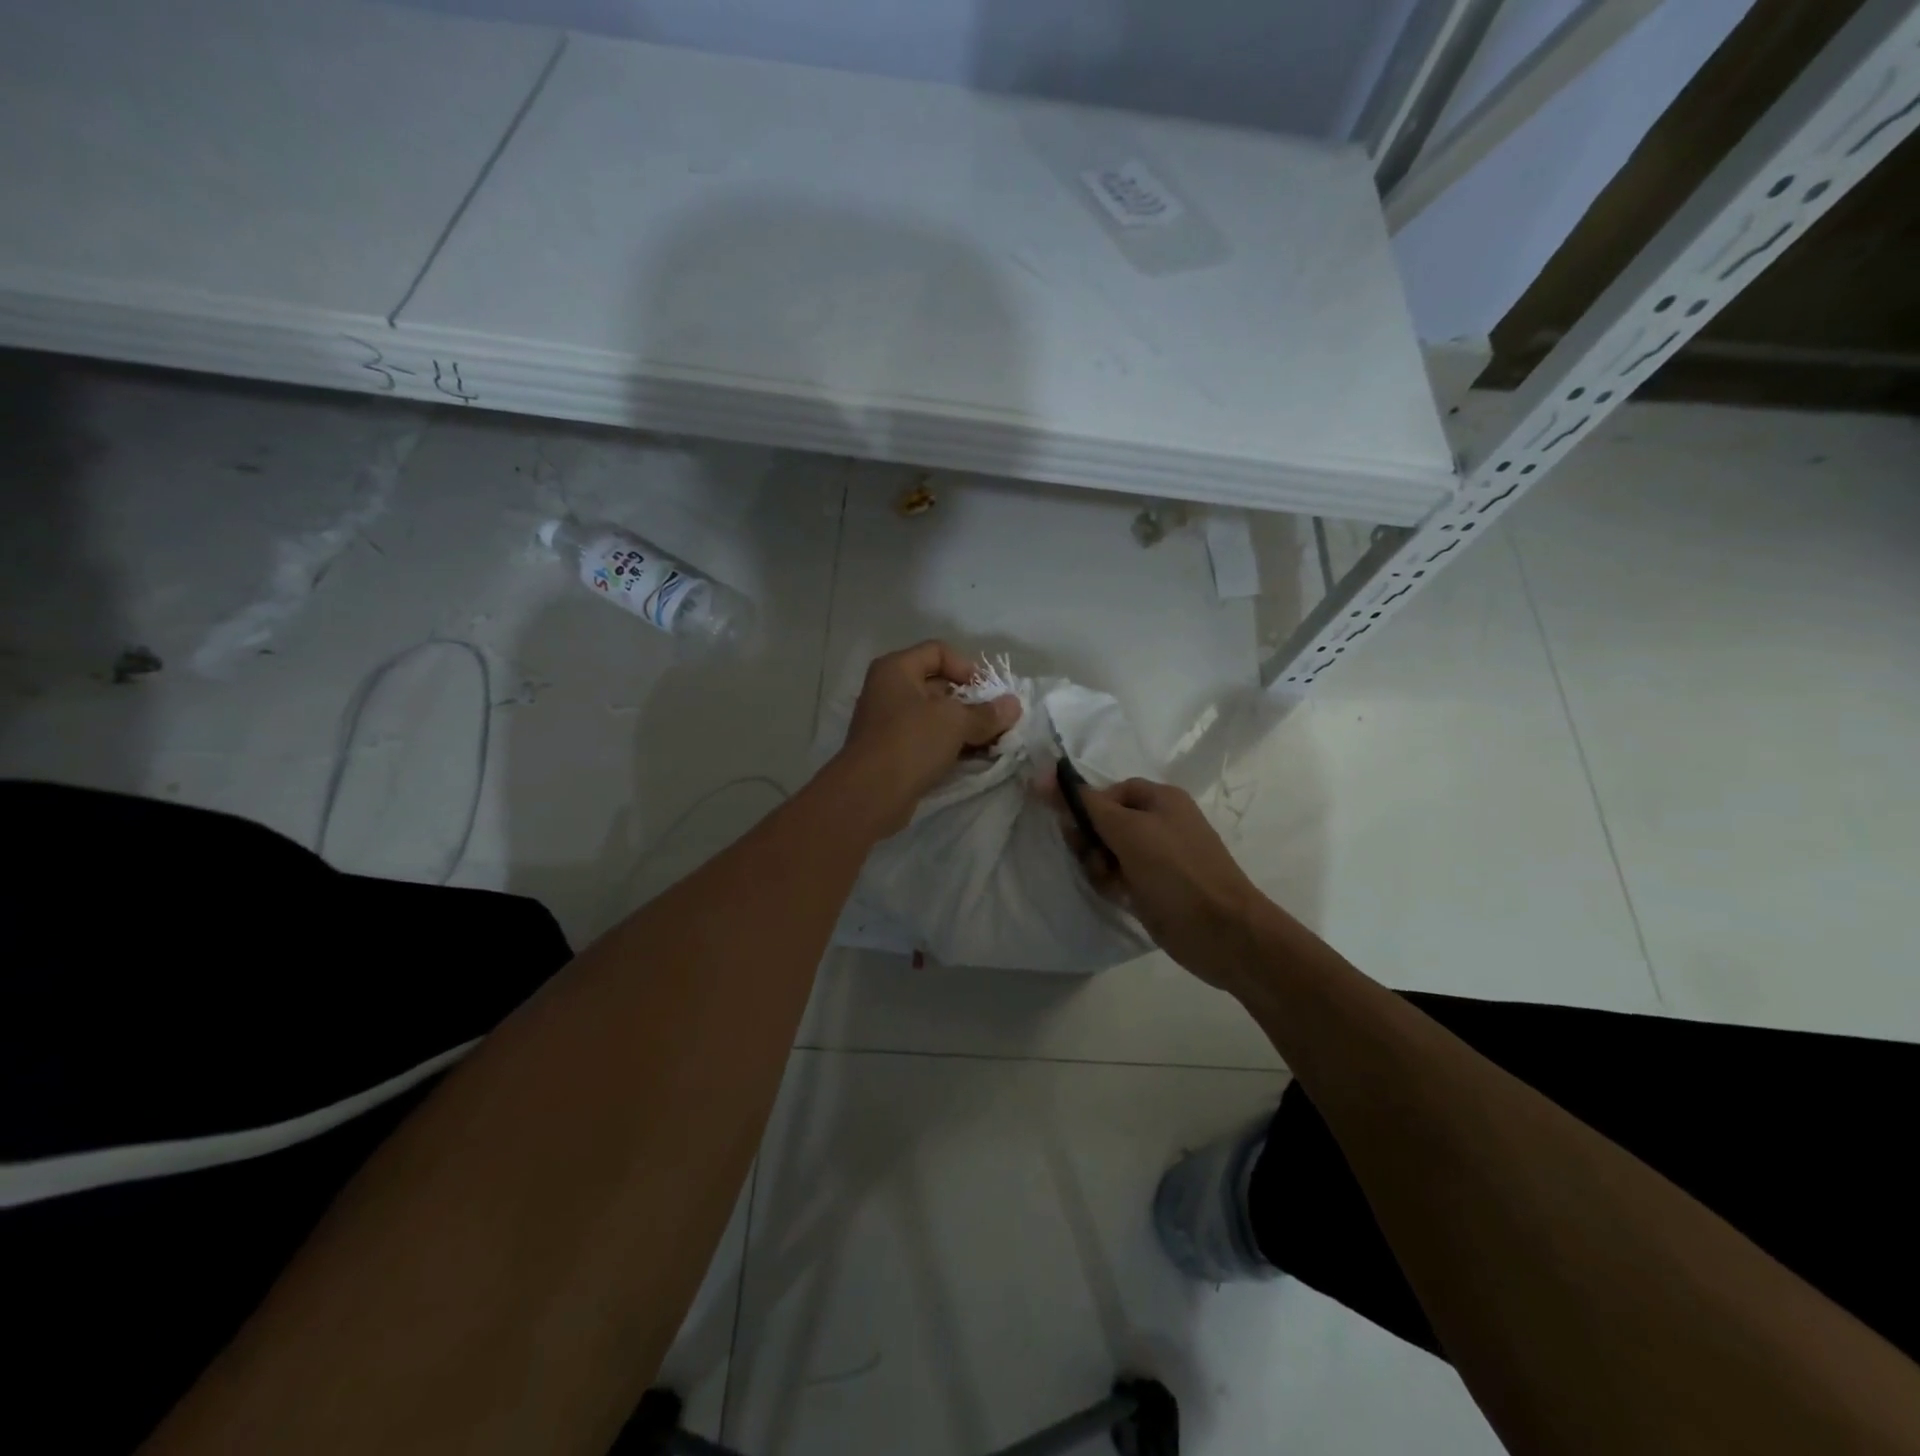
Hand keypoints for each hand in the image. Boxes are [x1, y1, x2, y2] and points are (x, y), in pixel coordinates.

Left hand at [833, 641, 1020, 835]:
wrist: (870, 795)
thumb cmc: (911, 742)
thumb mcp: (955, 722)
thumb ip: (987, 713)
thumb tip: (1014, 706)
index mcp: (896, 669)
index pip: (938, 651)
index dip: (967, 667)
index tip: (988, 692)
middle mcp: (889, 691)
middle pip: (939, 686)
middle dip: (972, 703)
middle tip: (998, 721)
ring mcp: (889, 724)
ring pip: (935, 717)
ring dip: (965, 728)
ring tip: (993, 743)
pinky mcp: (893, 753)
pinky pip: (928, 741)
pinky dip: (951, 747)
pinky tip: (975, 760)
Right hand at [1045, 775, 1266, 985]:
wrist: (1222, 933)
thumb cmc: (1176, 872)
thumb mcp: (1128, 831)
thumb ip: (1086, 805)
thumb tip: (1043, 776)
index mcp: (1161, 799)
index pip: (1109, 791)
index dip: (1086, 805)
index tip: (1067, 826)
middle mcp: (1160, 824)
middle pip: (1105, 821)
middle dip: (1090, 839)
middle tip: (1090, 856)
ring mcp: (1157, 858)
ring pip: (1107, 852)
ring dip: (1098, 865)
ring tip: (1110, 882)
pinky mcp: (1153, 888)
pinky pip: (1118, 877)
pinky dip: (1111, 884)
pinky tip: (1118, 896)